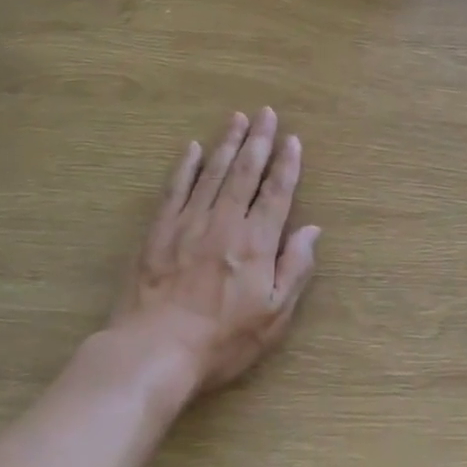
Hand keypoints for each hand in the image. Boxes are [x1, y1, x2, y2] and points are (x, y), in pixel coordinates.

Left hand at [110, 109, 320, 396]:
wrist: (154, 353)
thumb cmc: (221, 340)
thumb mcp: (274, 315)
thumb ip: (295, 268)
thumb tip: (312, 230)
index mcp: (256, 242)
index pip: (276, 193)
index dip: (287, 164)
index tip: (292, 140)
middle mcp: (225, 222)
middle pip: (245, 172)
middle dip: (258, 140)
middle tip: (266, 113)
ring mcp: (189, 223)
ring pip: (213, 173)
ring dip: (227, 143)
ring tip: (238, 118)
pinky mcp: (158, 231)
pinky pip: (175, 189)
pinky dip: (186, 166)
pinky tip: (193, 148)